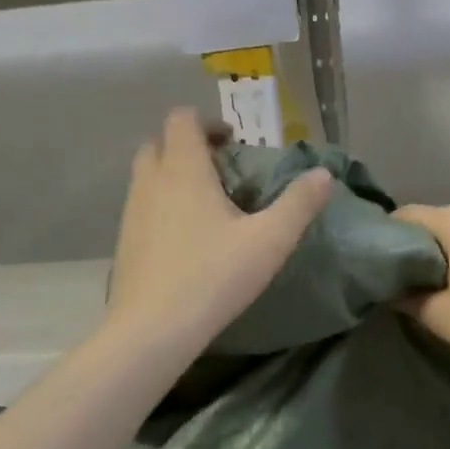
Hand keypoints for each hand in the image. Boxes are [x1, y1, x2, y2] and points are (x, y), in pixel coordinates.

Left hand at [106, 110, 332, 352]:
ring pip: (148, 175)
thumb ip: (299, 204)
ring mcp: (131, 212)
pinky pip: (142, 206)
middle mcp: (151, 182)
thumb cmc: (214, 276)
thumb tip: (324, 174)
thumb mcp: (270, 240)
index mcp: (183, 170)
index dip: (208, 123)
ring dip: (174, 176)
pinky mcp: (124, 241)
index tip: (234, 143)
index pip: (182, 120)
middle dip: (188, 147)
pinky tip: (187, 238)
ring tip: (207, 205)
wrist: (153, 328)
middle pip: (160, 143)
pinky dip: (162, 205)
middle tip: (221, 170)